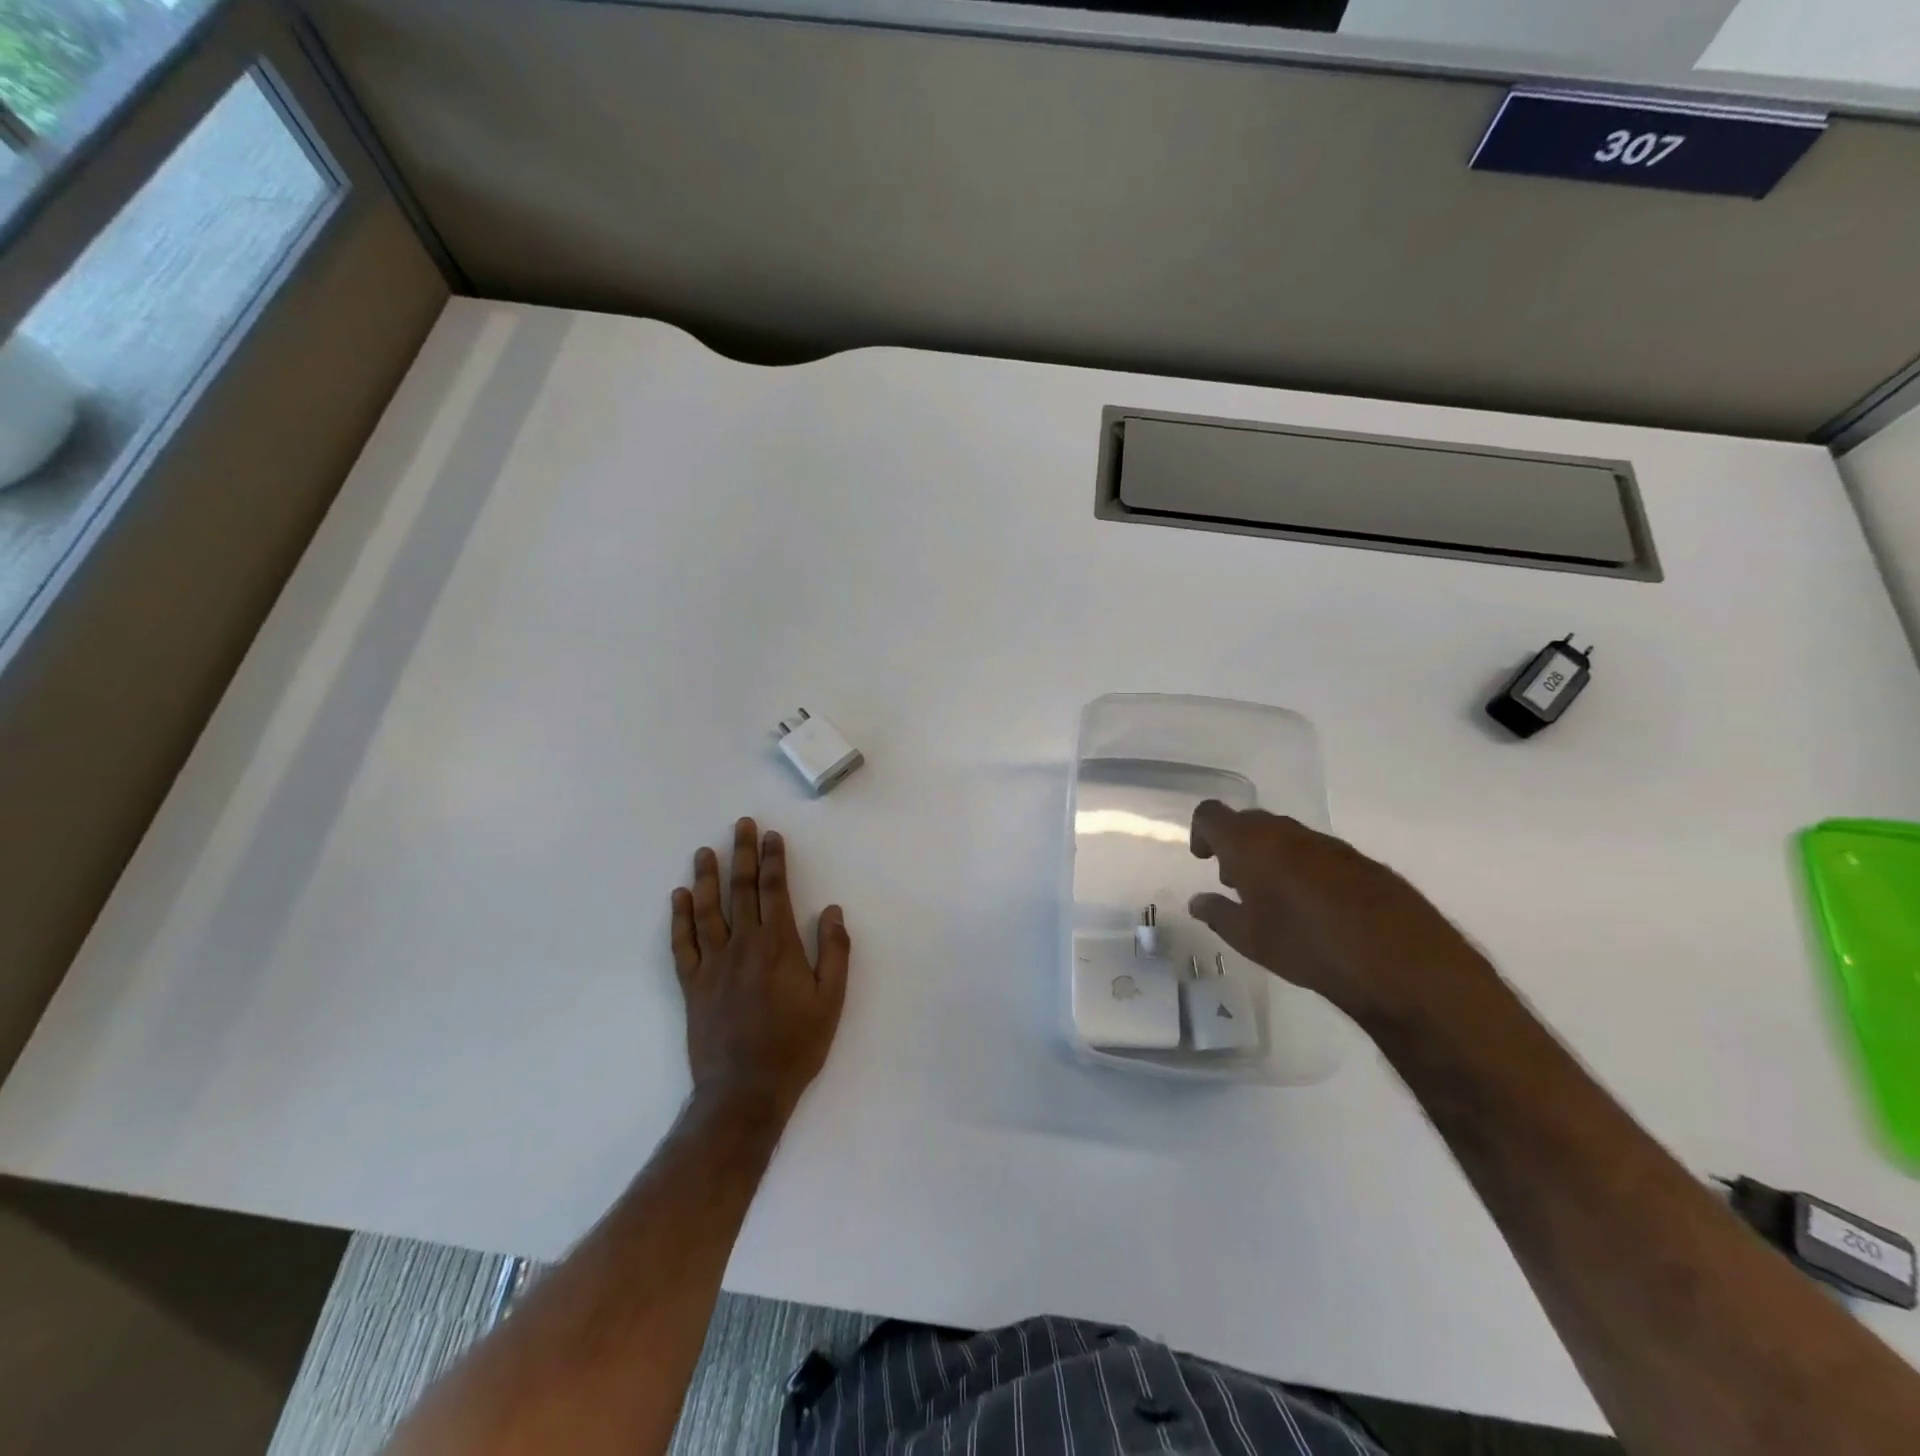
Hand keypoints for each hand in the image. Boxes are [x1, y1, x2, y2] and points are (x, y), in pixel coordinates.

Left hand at [671, 818, 849, 1118]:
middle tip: (741, 826)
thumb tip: (833, 910)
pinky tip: (679, 897)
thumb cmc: (796, 1045)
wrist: (745, 1090)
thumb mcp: (831, 1000)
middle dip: (742, 855)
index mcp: (779, 946)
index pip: (775, 891)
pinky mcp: (692, 985)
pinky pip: (682, 944)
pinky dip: (679, 918)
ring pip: (707, 910)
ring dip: (707, 878)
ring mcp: (713, 964)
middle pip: (741, 891)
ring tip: (705, 851)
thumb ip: (834, 952)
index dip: (774, 860)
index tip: (772, 836)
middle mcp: (743, 946)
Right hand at [1186, 800, 1489, 1024]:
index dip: (1202, 832)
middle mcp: (1287, 832)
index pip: (1212, 815)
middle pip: (1249, 822)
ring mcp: (1327, 843)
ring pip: (1285, 836)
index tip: (1204, 859)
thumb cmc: (1307, 946)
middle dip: (1236, 846)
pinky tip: (1314, 907)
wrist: (1401, 961)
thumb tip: (1198, 901)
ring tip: (1274, 899)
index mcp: (1251, 844)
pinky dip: (1303, 868)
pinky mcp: (1359, 860)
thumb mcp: (1250, 939)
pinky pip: (1317, 852)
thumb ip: (1218, 914)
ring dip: (1271, 857)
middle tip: (1236, 883)